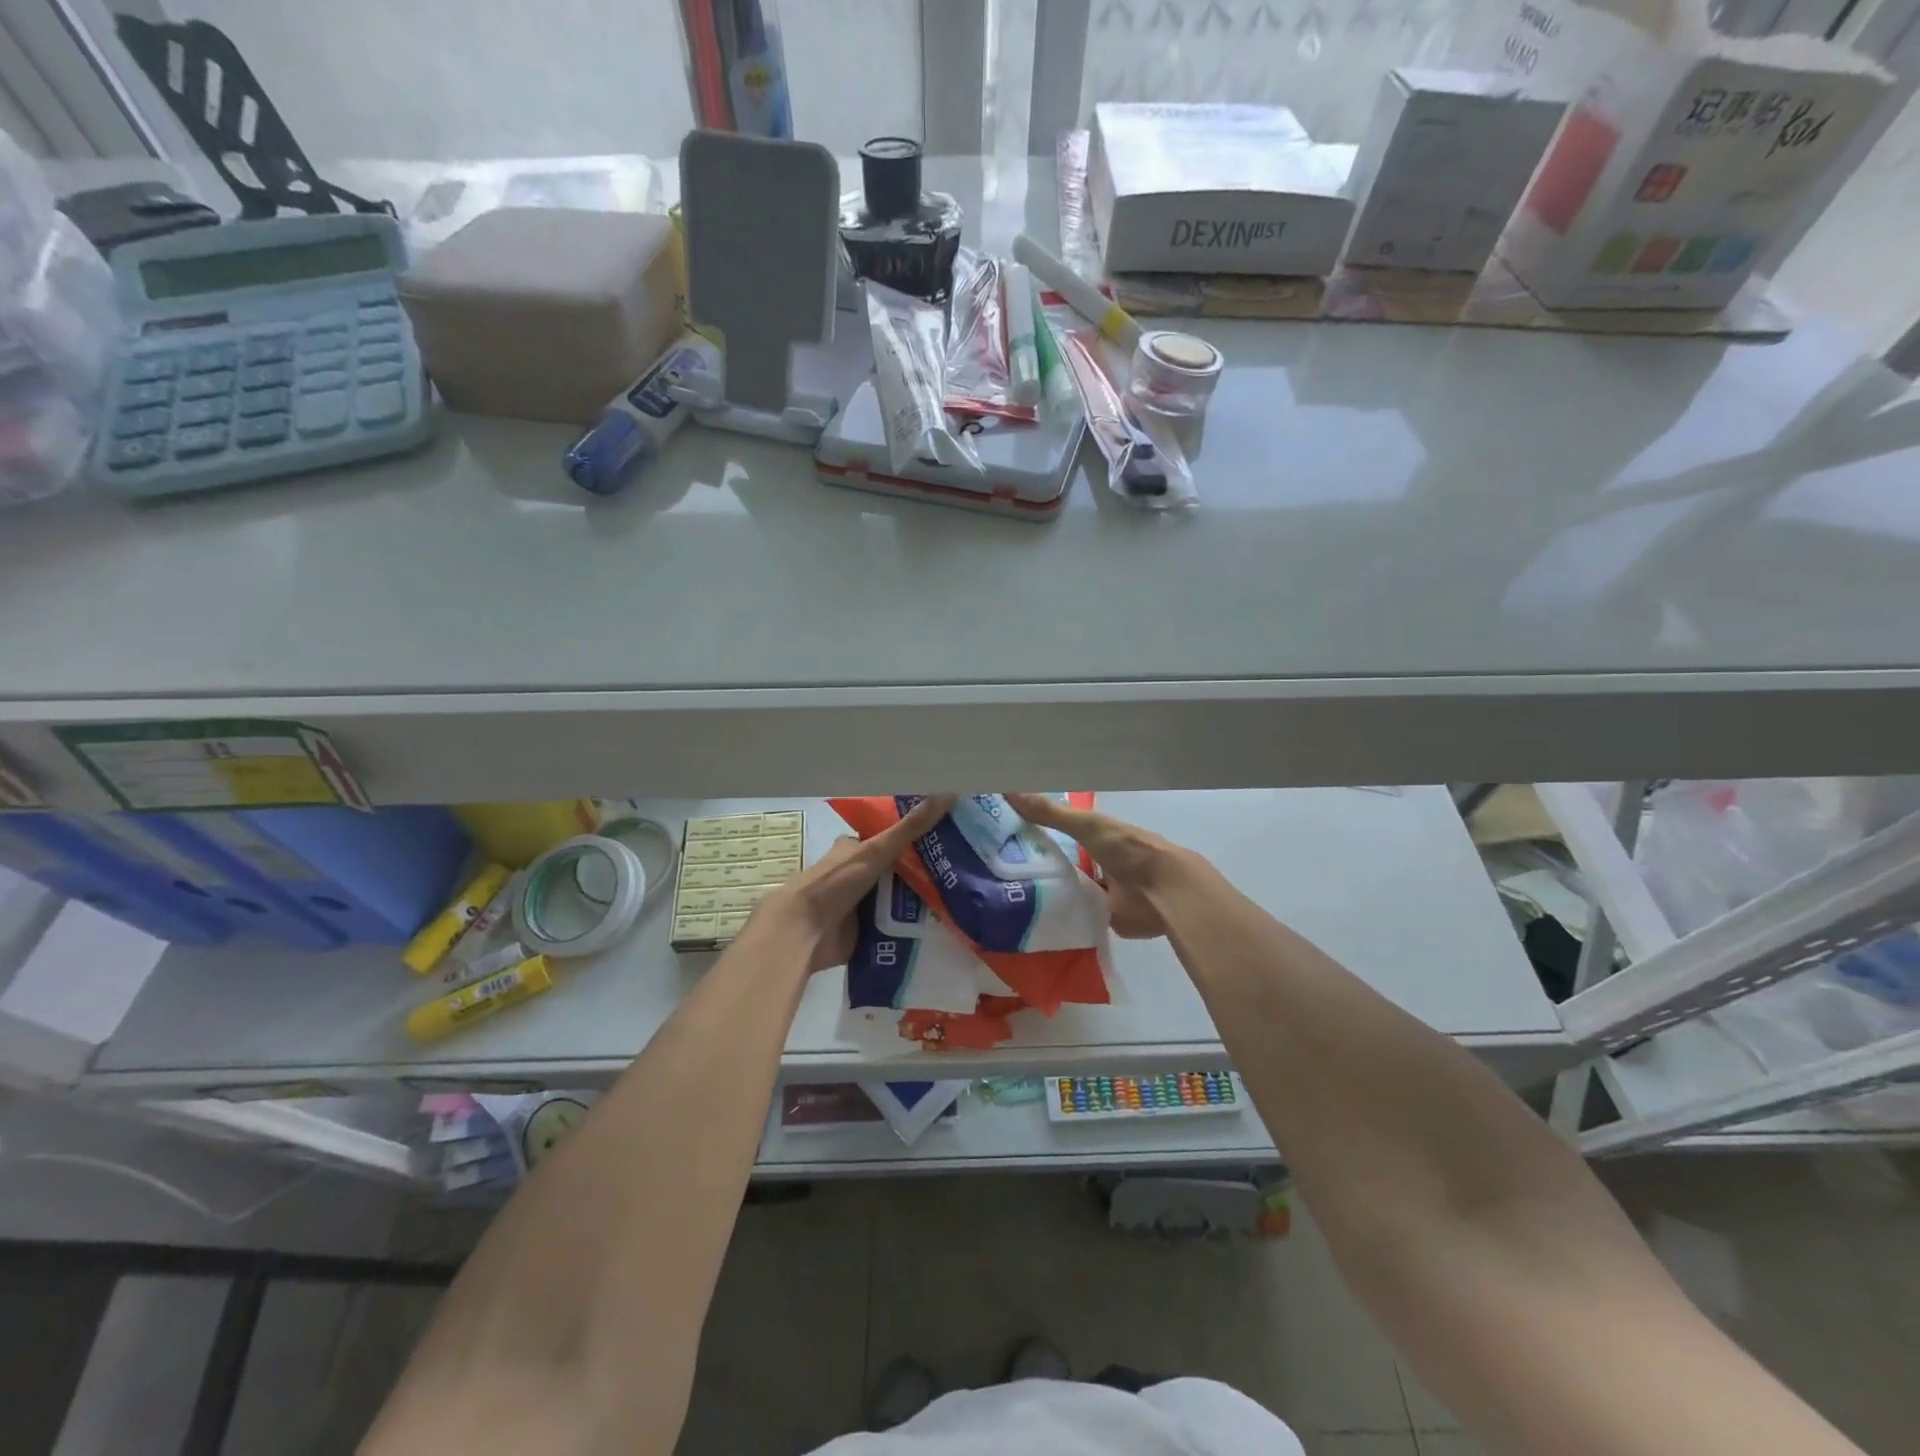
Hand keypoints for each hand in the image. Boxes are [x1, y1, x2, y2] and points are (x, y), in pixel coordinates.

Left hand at [758, 794, 956, 972]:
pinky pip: (894, 927)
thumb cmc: (837, 882)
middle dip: (923, 874)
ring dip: (920, 902)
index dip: (915, 837)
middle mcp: (857, 874)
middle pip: (898, 870)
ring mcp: (860, 904)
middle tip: (960, 874)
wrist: (805, 931)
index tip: (947, 840)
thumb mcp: (877, 850)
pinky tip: (940, 927)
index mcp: (855, 849)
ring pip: (898, 899)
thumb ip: (911, 827)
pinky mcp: (864, 932)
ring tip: (958, 901)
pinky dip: (911, 928)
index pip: (890, 838)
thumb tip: (949, 794)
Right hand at [1005, 793, 1194, 939]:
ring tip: (1009, 896)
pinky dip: (1059, 917)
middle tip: (1000, 869)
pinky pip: (1075, 916)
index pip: (1064, 832)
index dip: (1039, 832)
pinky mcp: (1104, 919)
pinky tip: (1031, 920)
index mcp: (1099, 837)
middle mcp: (1099, 862)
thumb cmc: (1128, 850)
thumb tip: (1007, 790)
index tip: (1008, 836)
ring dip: (1048, 893)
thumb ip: (1050, 813)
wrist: (1163, 892)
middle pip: (1064, 862)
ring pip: (1069, 890)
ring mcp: (1102, 893)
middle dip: (1040, 865)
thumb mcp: (1086, 826)